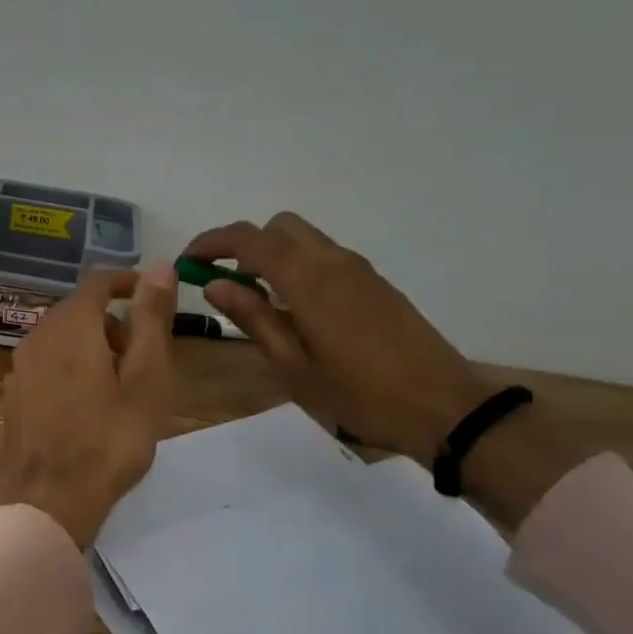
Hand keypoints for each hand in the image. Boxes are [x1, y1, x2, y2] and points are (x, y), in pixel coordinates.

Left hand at [0, 264, 178, 548]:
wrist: (47, 503)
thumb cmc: (108, 442)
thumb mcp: (146, 380)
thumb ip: (152, 319)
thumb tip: (160, 265)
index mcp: (71, 326)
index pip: (98, 282)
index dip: (127, 282)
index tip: (152, 296)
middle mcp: (38, 336)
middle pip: (80, 310)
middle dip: (114, 322)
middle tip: (143, 358)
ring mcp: (19, 367)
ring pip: (62, 337)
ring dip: (92, 346)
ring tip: (119, 388)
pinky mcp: (13, 395)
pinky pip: (46, 363)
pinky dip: (70, 367)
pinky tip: (86, 407)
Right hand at [181, 214, 486, 463]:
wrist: (443, 406)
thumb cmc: (358, 393)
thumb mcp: (292, 366)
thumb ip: (253, 317)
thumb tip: (215, 285)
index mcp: (307, 278)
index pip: (248, 239)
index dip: (212, 243)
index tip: (189, 262)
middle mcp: (333, 260)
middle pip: (278, 227)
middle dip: (245, 245)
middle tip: (226, 283)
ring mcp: (359, 269)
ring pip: (304, 239)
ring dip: (273, 255)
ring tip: (260, 301)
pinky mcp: (376, 283)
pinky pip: (326, 257)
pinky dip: (299, 266)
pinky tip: (299, 311)